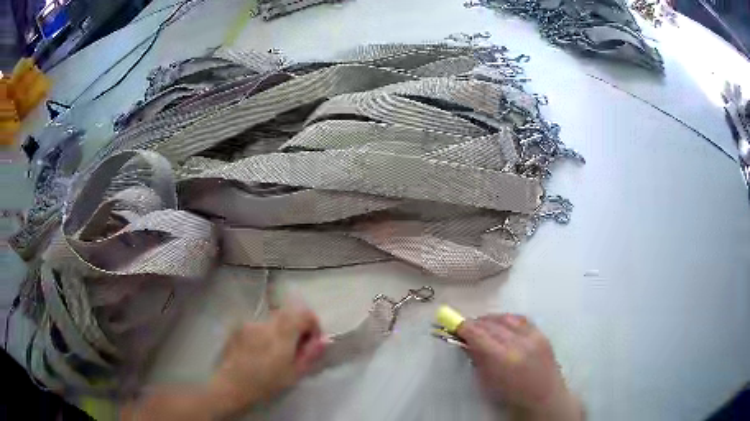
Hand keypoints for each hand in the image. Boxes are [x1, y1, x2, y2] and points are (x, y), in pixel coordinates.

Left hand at [209, 304, 327, 416]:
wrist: (232, 386)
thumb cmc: (266, 383)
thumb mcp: (294, 373)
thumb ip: (310, 354)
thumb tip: (324, 340)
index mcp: (282, 334)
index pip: (303, 313)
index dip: (312, 324)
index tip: (311, 341)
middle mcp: (265, 323)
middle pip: (288, 313)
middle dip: (296, 326)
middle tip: (295, 348)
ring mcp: (249, 323)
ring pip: (272, 320)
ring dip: (280, 331)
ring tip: (275, 352)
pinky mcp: (238, 327)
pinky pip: (258, 325)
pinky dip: (264, 334)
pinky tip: (259, 352)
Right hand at [457, 314, 582, 420]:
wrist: (545, 399)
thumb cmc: (512, 398)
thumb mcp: (487, 382)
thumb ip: (477, 359)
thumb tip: (466, 342)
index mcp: (503, 359)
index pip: (478, 334)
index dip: (464, 327)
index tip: (453, 325)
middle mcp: (519, 343)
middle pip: (491, 324)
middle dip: (475, 323)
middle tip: (465, 327)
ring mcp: (534, 336)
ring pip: (507, 317)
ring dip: (491, 319)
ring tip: (482, 324)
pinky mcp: (542, 334)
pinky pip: (521, 319)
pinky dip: (507, 319)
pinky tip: (501, 324)